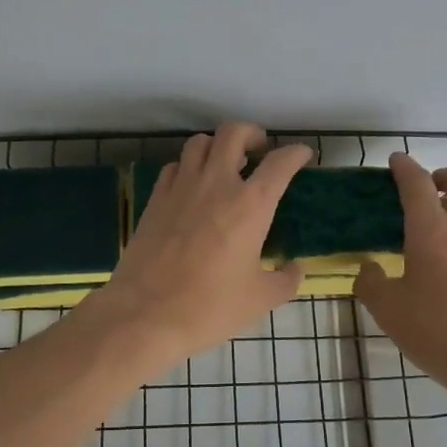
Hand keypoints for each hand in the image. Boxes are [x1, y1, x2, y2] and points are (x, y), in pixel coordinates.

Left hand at [83, 123, 311, 368]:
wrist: (145, 313)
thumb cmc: (210, 307)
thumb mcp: (260, 299)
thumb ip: (285, 280)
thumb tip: (295, 268)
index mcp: (250, 204)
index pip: (279, 163)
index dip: (295, 153)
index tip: (302, 156)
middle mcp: (217, 184)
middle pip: (233, 133)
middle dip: (252, 133)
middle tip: (259, 149)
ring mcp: (181, 187)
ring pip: (199, 142)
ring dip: (217, 145)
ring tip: (224, 163)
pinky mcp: (155, 199)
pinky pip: (175, 166)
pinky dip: (188, 166)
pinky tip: (192, 186)